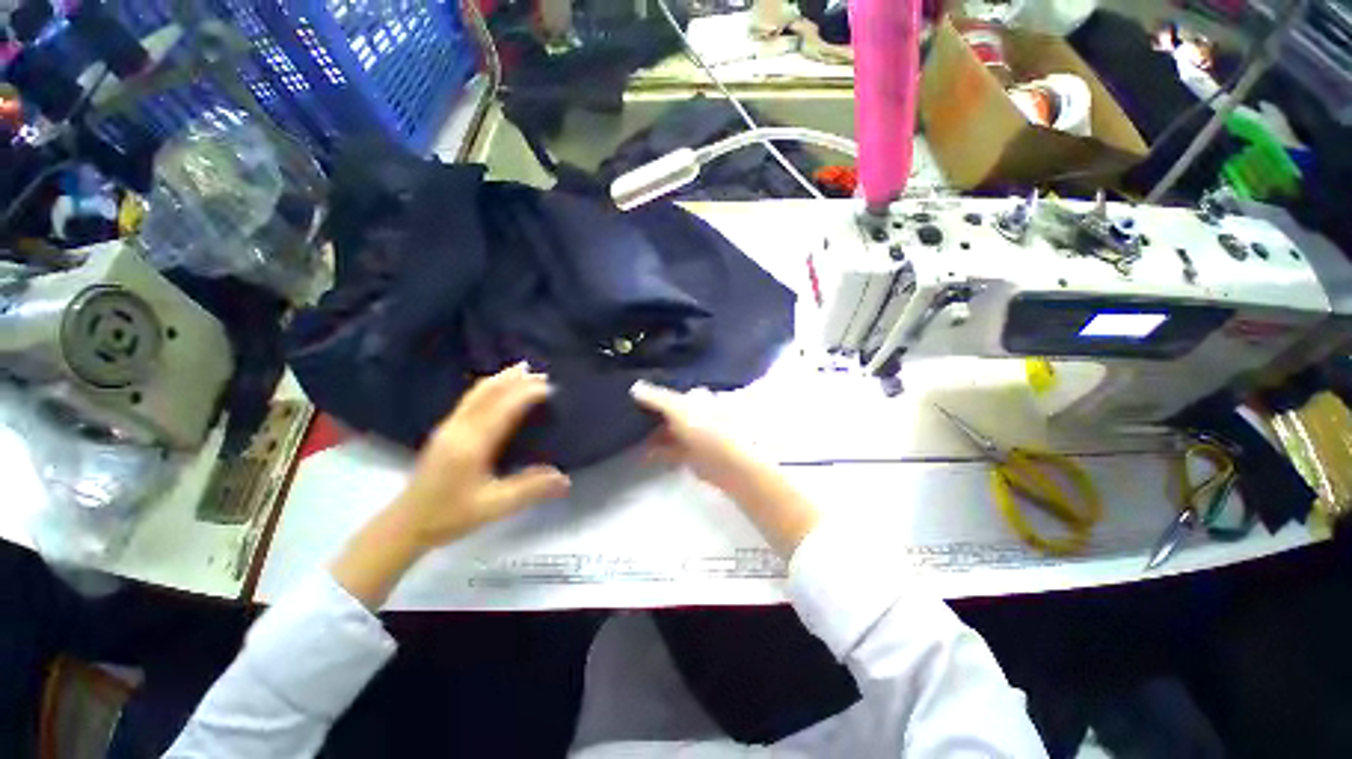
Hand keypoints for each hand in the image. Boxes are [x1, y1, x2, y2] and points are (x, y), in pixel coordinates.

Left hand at [333, 364, 570, 608]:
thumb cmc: (450, 516)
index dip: (526, 394)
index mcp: (472, 445)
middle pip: (488, 393)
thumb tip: (565, 478)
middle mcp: (459, 428)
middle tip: (541, 373)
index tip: (550, 388)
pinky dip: (488, 387)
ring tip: (521, 369)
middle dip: (515, 380)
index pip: (503, 409)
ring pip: (476, 393)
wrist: (406, 523)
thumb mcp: (494, 507)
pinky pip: (470, 399)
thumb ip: (530, 490)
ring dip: (501, 379)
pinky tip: (496, 387)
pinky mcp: (445, 430)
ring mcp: (448, 427)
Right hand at [631, 380, 818, 555]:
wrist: (728, 463)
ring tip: (634, 439)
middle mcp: (698, 414)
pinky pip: (672, 451)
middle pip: (672, 413)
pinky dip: (659, 452)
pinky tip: (645, 455)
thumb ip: (656, 398)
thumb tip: (635, 386)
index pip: (674, 393)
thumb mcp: (677, 408)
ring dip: (655, 436)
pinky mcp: (694, 456)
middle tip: (631, 420)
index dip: (656, 395)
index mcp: (698, 398)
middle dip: (654, 417)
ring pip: (671, 432)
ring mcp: (697, 436)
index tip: (636, 399)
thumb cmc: (705, 428)